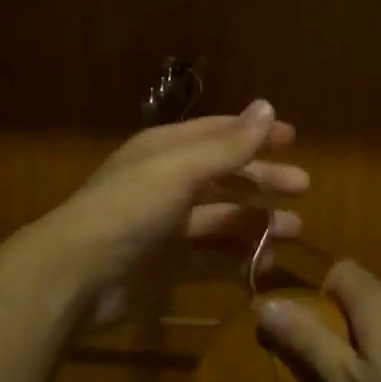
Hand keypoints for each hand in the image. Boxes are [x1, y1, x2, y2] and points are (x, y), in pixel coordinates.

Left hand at [36, 99, 308, 324]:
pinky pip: (212, 260)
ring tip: (293, 230)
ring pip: (222, 220)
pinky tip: (264, 266)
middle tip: (302, 187)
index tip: (292, 139)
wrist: (77, 275)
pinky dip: (238, 261)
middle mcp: (168, 184)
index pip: (218, 134)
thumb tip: (268, 107)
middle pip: (225, 176)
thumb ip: (228, 145)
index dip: (254, 134)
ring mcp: (168, 227)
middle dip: (262, 180)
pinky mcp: (168, 267)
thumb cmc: (130, 209)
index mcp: (166, 151)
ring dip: (256, 223)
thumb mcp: (181, 169)